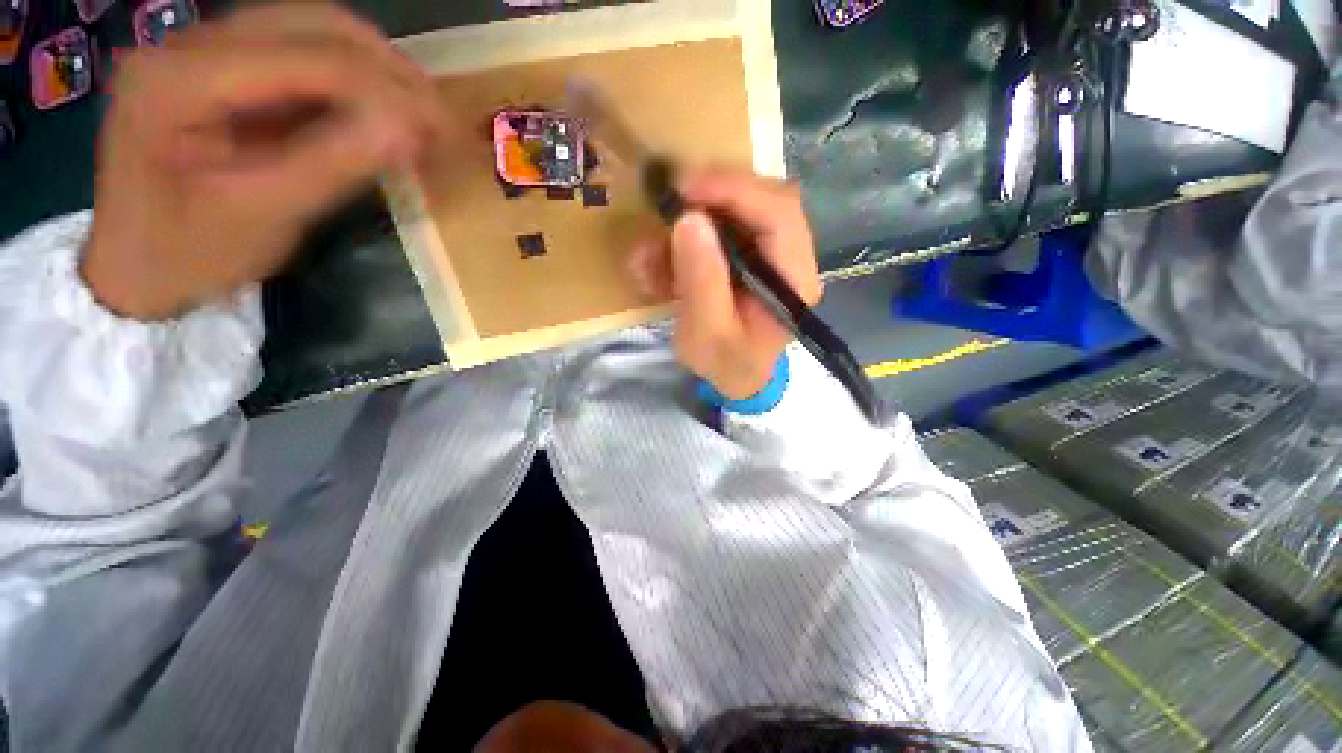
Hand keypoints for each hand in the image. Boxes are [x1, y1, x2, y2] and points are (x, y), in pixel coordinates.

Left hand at [82, 5, 446, 319]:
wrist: (137, 268)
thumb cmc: (189, 255)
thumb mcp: (265, 216)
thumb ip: (336, 164)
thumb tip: (413, 132)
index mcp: (181, 79)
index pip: (310, 58)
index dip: (389, 90)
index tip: (446, 130)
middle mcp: (189, 43)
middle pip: (314, 23)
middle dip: (389, 69)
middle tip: (439, 118)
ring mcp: (202, 48)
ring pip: (311, 27)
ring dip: (374, 67)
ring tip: (418, 113)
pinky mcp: (219, 66)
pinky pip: (299, 50)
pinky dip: (350, 76)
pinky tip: (378, 109)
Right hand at [629, 169, 821, 399]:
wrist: (734, 376)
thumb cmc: (726, 363)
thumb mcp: (707, 333)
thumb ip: (701, 281)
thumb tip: (690, 220)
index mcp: (793, 280)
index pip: (780, 215)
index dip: (735, 190)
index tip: (686, 188)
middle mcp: (789, 258)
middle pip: (762, 200)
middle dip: (711, 197)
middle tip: (666, 206)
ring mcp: (769, 253)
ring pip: (736, 211)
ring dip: (687, 226)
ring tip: (650, 257)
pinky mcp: (747, 254)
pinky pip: (718, 230)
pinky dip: (683, 242)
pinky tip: (656, 266)